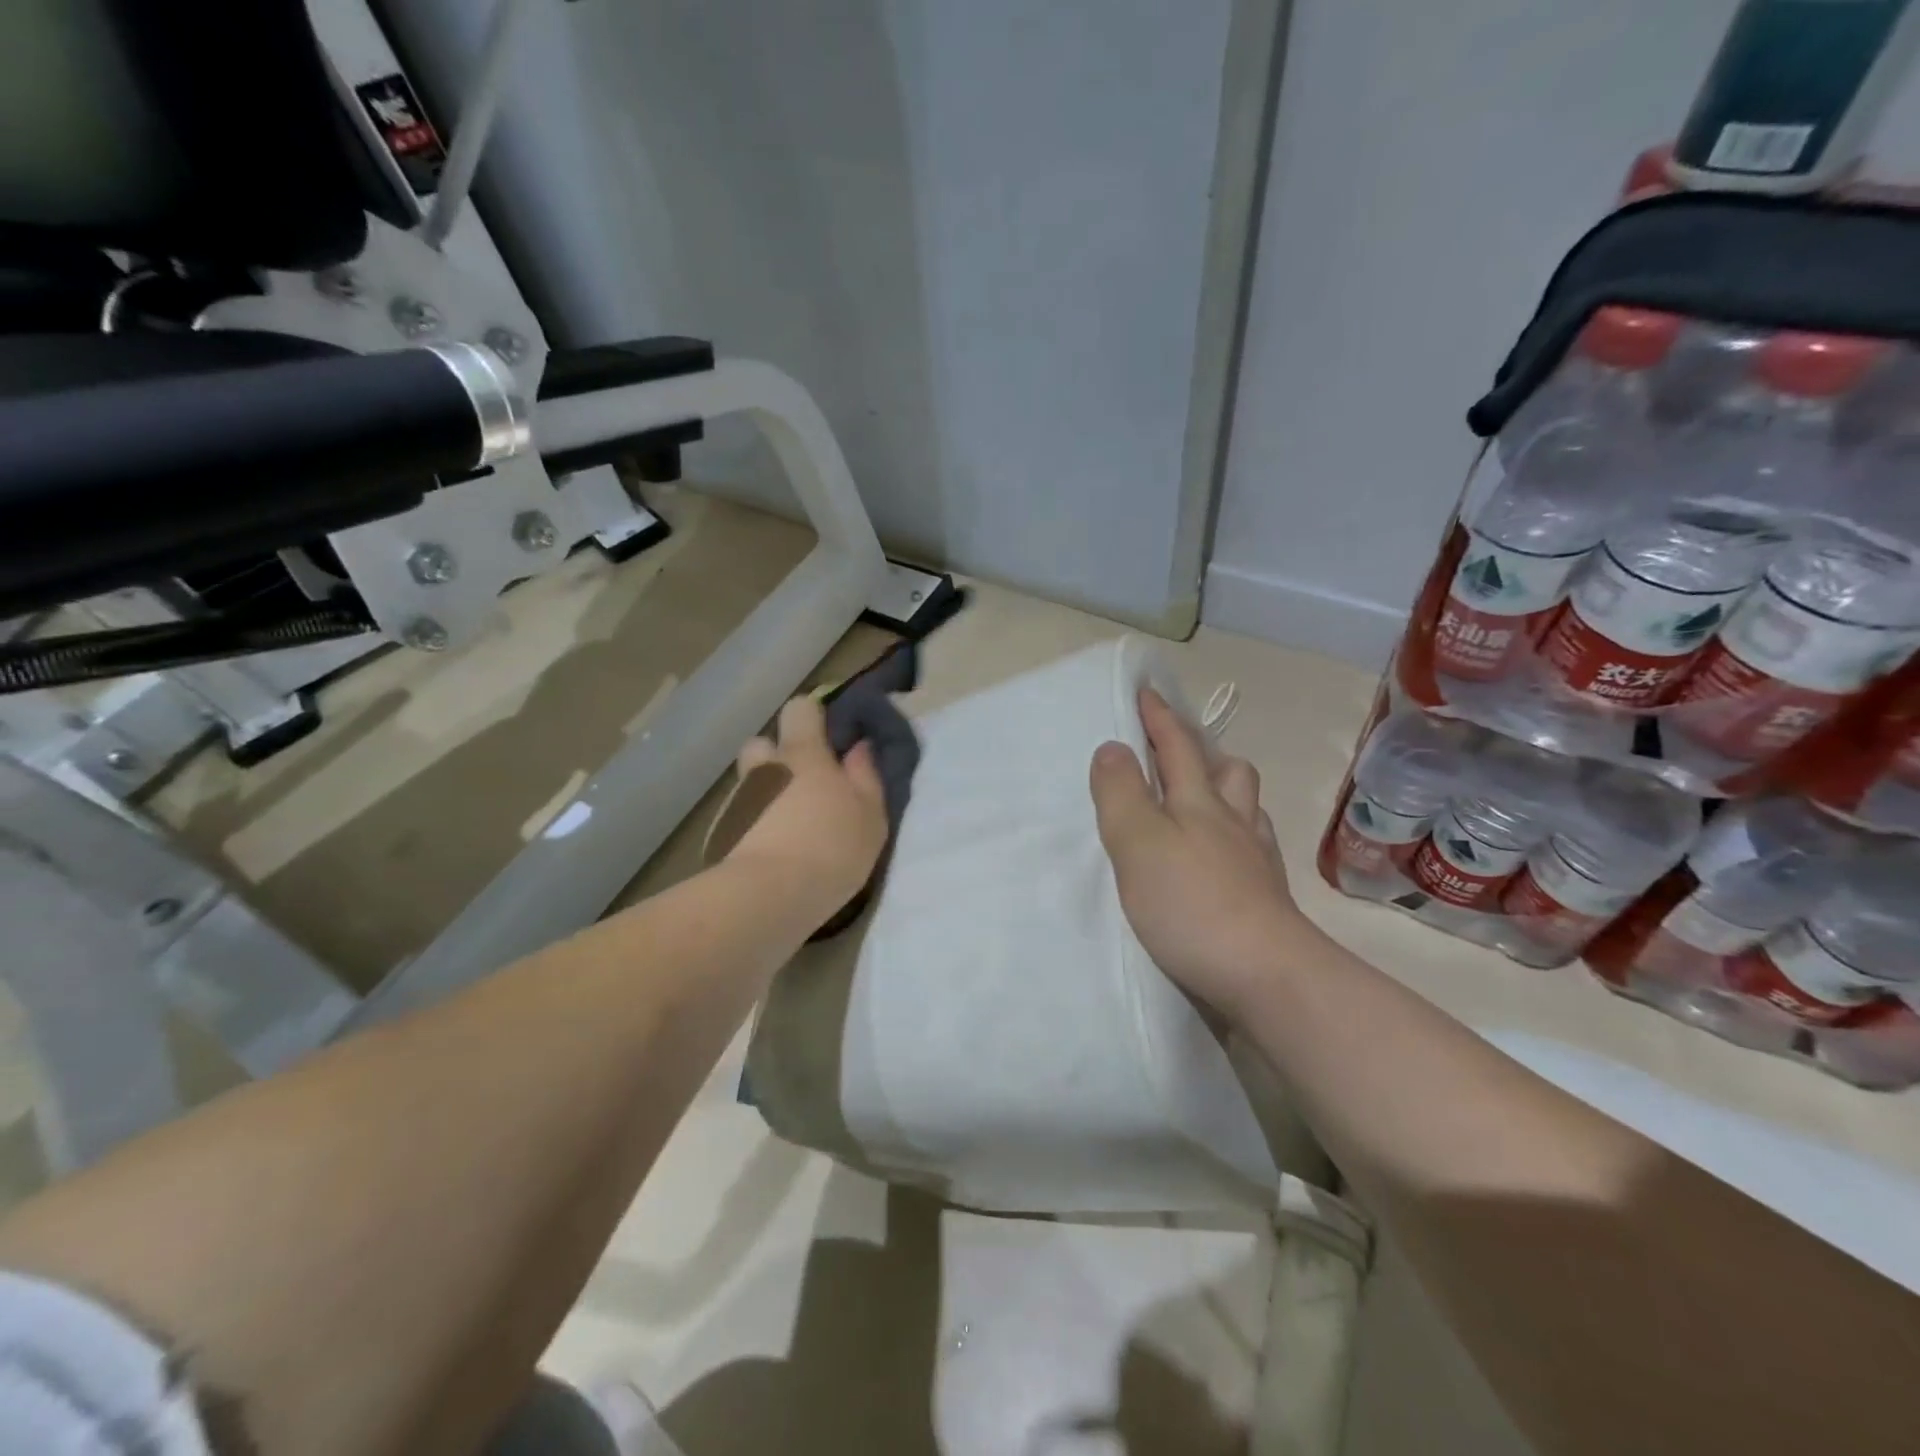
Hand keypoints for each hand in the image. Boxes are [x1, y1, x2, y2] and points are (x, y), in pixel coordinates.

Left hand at [727, 696, 888, 920]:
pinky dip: (754, 825)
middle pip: (763, 744)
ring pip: (751, 783)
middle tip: (804, 784)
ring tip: (790, 826)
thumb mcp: (870, 814)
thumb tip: (860, 746)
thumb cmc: (831, 848)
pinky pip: (742, 817)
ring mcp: (739, 801)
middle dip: (779, 756)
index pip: (800, 709)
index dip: (813, 717)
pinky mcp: (723, 834)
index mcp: (803, 754)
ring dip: (767, 793)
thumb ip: (866, 775)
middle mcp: (765, 768)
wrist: (768, 897)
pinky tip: (772, 852)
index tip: (831, 738)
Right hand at [1090, 688, 1320, 1021]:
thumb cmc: (1190, 903)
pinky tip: (1223, 857)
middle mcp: (1233, 822)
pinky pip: (1253, 848)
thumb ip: (1121, 794)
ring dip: (1226, 793)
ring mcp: (1255, 861)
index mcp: (1199, 802)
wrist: (1265, 975)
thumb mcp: (1137, 843)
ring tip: (1202, 802)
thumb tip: (1113, 747)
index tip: (1146, 692)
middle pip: (1228, 771)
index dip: (1160, 718)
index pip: (1178, 746)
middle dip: (1203, 752)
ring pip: (1246, 809)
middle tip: (1178, 753)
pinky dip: (1237, 838)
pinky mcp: (1266, 897)